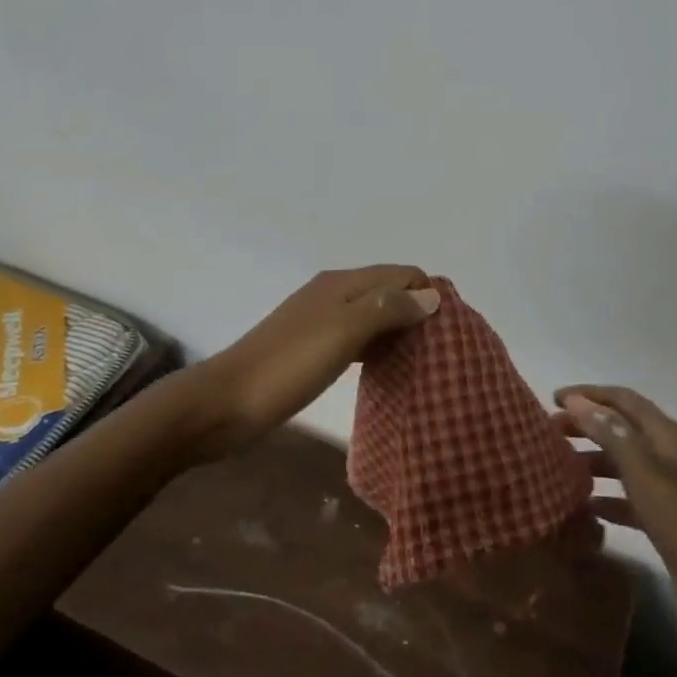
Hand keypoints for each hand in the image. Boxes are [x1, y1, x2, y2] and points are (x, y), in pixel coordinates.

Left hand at [199, 266, 439, 457]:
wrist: (225, 404)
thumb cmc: (289, 365)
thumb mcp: (343, 331)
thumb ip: (388, 308)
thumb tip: (432, 295)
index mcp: (342, 283)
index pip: (401, 273)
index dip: (428, 293)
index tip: (451, 329)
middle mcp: (333, 295)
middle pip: (388, 292)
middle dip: (417, 312)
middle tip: (443, 349)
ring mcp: (320, 323)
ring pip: (373, 316)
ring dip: (399, 331)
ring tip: (425, 361)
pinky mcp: (312, 351)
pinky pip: (357, 340)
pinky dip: (377, 348)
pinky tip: (388, 370)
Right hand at [554, 385, 676, 642]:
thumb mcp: (645, 474)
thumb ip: (612, 435)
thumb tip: (578, 401)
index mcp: (667, 437)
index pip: (624, 400)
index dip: (590, 394)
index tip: (554, 399)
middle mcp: (668, 457)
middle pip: (621, 429)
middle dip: (586, 425)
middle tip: (548, 432)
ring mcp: (669, 491)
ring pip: (623, 464)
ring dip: (592, 460)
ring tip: (558, 467)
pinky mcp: (665, 524)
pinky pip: (628, 500)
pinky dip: (606, 498)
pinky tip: (585, 507)